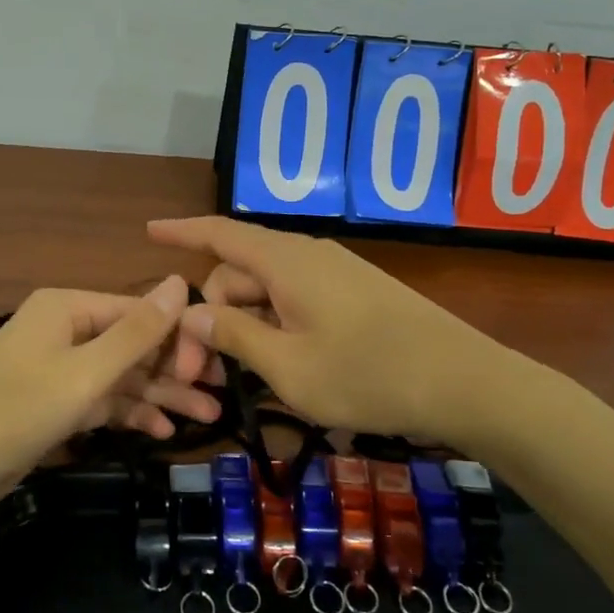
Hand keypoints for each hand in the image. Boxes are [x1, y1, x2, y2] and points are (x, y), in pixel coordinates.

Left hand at [0, 275, 220, 513]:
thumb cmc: (15, 412)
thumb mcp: (85, 373)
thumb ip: (136, 332)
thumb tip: (179, 281)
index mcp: (67, 307)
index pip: (138, 310)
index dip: (180, 336)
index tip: (220, 366)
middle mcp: (64, 329)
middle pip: (132, 343)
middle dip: (174, 370)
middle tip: (220, 397)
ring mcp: (57, 367)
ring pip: (120, 375)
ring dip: (159, 395)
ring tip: (207, 418)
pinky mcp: (52, 403)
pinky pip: (101, 399)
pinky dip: (129, 412)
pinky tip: (162, 431)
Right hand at [148, 216, 510, 441]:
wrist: (464, 381)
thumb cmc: (368, 374)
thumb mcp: (288, 366)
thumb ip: (235, 334)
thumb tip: (193, 309)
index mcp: (286, 261)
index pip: (220, 234)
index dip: (182, 232)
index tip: (149, 232)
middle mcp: (308, 255)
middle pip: (240, 272)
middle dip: (212, 315)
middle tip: (200, 376)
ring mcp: (336, 273)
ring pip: (269, 290)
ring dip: (244, 326)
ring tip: (237, 379)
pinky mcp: (356, 294)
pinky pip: (297, 299)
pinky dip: (275, 325)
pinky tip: (278, 364)